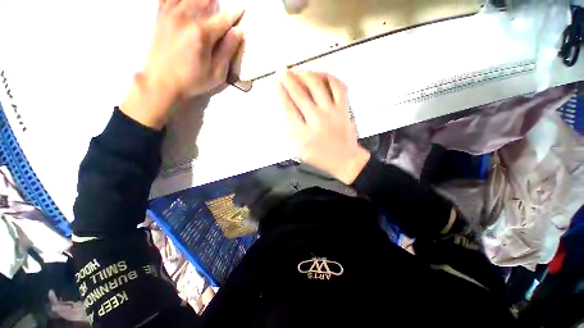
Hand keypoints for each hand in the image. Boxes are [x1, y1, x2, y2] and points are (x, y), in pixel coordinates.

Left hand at [121, 0, 243, 128]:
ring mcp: (171, 14)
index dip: (234, 14)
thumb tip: (238, 32)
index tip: (241, 10)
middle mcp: (185, 18)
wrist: (161, 82)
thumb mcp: (216, 73)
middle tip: (219, 4)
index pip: (223, 19)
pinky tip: (186, 3)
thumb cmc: (192, 81)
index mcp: (201, 34)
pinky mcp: (161, 15)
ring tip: (209, 2)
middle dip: (216, 0)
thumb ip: (227, 51)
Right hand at [277, 71, 370, 184]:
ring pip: (317, 86)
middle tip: (282, 71)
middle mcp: (317, 121)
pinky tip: (321, 74)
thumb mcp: (300, 150)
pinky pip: (338, 87)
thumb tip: (286, 111)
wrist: (345, 160)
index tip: (276, 82)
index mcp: (304, 134)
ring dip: (305, 75)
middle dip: (288, 79)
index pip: (288, 107)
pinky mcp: (344, 109)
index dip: (280, 92)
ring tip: (298, 71)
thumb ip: (292, 131)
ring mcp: (332, 113)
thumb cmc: (322, 157)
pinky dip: (329, 77)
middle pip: (300, 94)